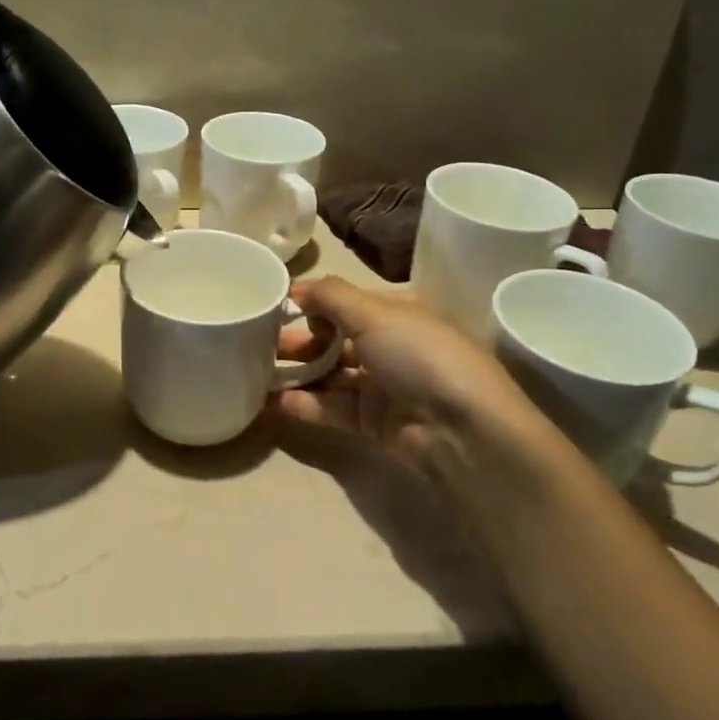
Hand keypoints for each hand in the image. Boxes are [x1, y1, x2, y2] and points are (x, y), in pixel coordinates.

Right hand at [271, 276, 564, 503]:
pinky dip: (304, 404)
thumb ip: (330, 296)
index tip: (271, 306)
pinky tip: (272, 403)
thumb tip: (297, 288)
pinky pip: (331, 408)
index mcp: (396, 312)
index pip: (344, 301)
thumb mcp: (375, 313)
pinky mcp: (373, 422)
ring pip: (329, 374)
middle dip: (297, 339)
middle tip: (255, 342)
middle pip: (333, 338)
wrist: (464, 431)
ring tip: (254, 372)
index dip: (310, 302)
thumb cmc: (420, 356)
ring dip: (296, 372)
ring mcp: (381, 385)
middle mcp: (389, 344)